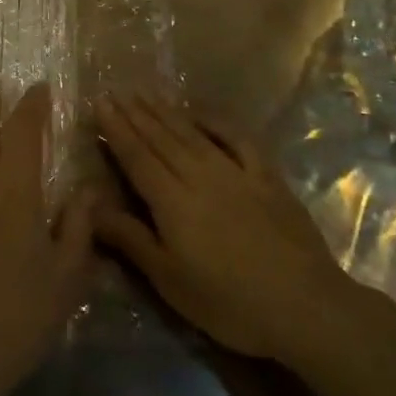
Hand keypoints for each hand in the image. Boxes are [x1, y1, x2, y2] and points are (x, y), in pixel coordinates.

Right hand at [91, 88, 361, 366]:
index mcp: (172, 201)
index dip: (116, 129)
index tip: (100, 103)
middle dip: (136, 113)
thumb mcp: (170, 281)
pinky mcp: (266, 177)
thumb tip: (90, 205)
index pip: (137, 156)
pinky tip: (202, 112)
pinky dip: (216, 122)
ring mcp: (236, 172)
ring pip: (192, 134)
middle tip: (116, 90)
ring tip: (146, 93)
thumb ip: (130, 239)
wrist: (304, 305)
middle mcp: (200, 175)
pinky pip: (237, 138)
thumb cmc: (229, 303)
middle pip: (161, 138)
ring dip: (166, 112)